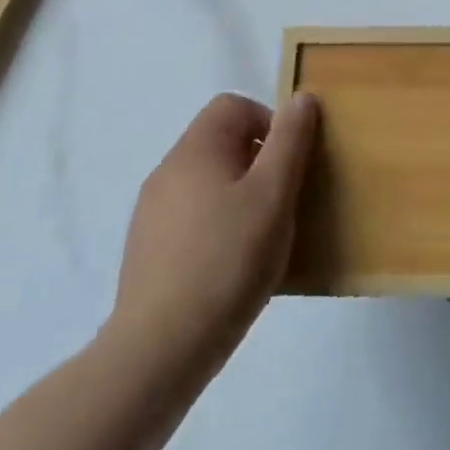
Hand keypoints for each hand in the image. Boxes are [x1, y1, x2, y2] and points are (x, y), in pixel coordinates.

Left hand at [102, 92, 316, 376]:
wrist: (159, 350)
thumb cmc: (227, 260)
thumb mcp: (273, 194)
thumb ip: (290, 141)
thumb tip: (301, 99)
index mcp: (195, 149)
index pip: (234, 106)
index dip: (269, 123)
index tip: (288, 166)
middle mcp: (167, 170)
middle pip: (221, 142)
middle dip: (258, 163)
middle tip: (281, 203)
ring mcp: (152, 212)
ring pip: (208, 182)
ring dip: (239, 196)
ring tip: (260, 238)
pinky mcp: (147, 250)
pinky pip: (192, 217)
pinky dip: (217, 227)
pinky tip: (231, 266)